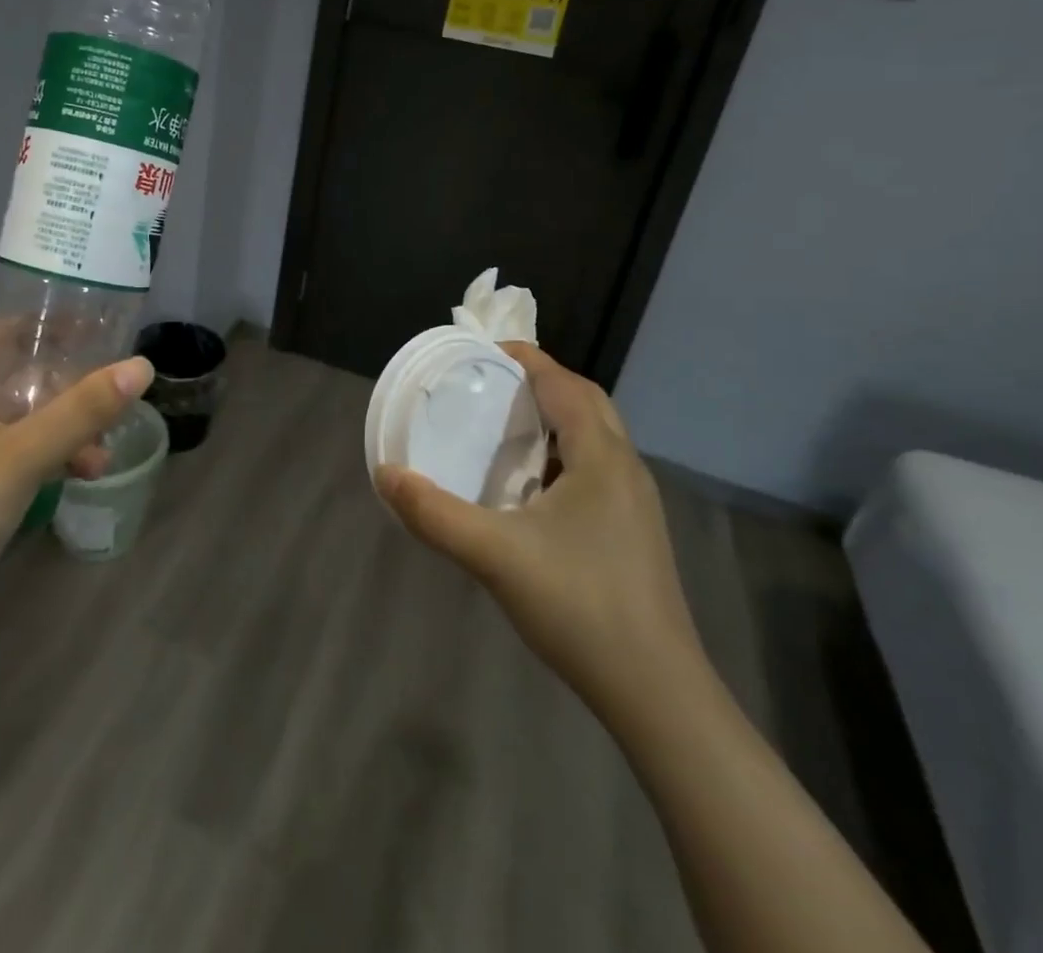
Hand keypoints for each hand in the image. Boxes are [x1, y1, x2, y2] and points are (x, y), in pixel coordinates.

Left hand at [0, 331, 153, 603]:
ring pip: (29, 416)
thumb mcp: (22, 454)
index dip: (47, 325)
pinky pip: (25, 451)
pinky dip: (55, 454)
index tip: (95, 328)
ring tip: (105, 447)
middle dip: (70, 383)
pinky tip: (85, 471)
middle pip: (23, 375)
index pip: (4, 332)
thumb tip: (141, 366)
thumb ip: (81, 410)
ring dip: (69, 425)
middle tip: (114, 388)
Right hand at [375, 342, 701, 723]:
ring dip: (554, 418)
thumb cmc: (579, 606)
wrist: (656, 692)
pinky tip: (530, 488)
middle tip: (490, 384)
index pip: (563, 383)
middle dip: (540, 382)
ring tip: (504, 426)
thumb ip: (434, 513)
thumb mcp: (494, 555)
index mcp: (601, 456)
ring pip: (595, 437)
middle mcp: (625, 468)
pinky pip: (596, 468)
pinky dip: (563, 454)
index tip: (482, 350)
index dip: (526, 358)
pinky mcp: (634, 532)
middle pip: (585, 402)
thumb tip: (386, 475)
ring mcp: (635, 503)